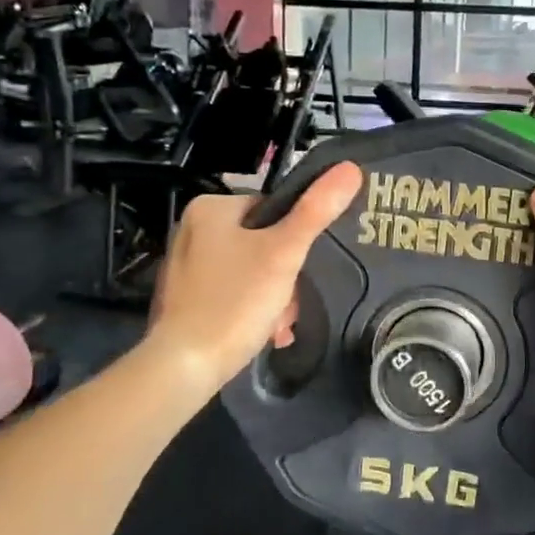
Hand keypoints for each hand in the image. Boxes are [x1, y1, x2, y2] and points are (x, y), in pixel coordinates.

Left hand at [146, 163, 361, 394]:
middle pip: (262, 243)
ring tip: (277, 325)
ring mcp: (185, 267)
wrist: (186, 366)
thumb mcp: (284, 252)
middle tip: (288, 305)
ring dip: (273, 297)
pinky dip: (250, 310)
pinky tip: (261, 332)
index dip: (292, 239)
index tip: (299, 270)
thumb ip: (317, 210)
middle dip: (284, 277)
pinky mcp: (185, 299)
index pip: (271, 209)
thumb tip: (349, 168)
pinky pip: (231, 293)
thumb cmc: (235, 301)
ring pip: (250, 271)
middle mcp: (192, 230)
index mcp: (210, 208)